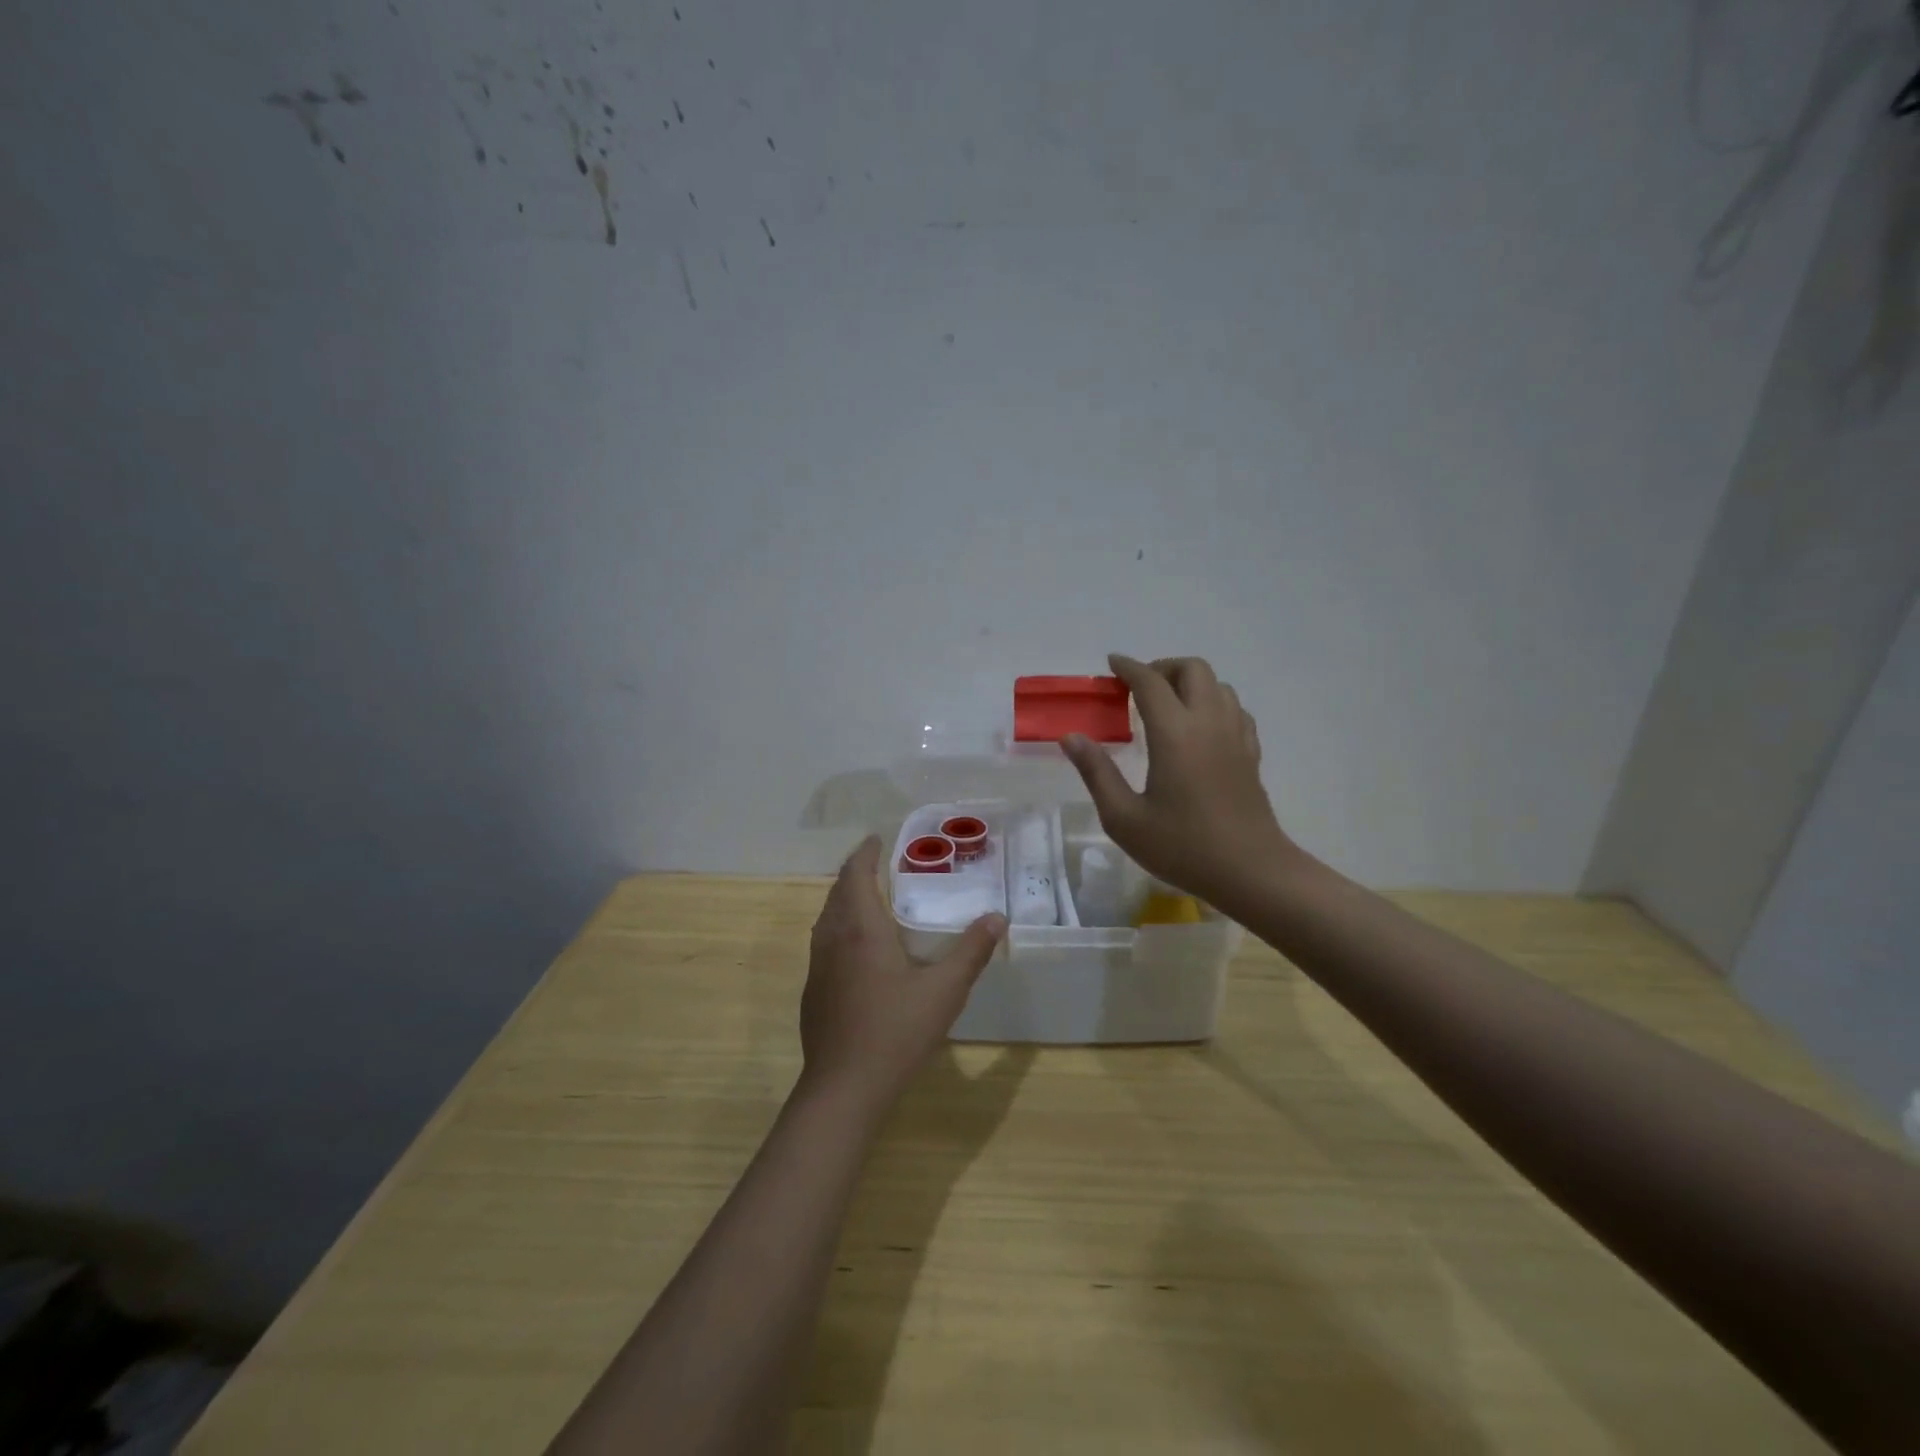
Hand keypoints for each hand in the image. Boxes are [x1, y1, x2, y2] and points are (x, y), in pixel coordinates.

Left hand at [799, 837, 1006, 1108]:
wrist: (843, 1088)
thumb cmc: (895, 1033)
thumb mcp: (944, 991)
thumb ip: (971, 952)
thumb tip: (996, 917)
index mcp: (861, 930)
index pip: (856, 875)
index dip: (865, 853)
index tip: (877, 839)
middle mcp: (833, 939)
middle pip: (838, 892)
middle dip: (856, 873)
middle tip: (881, 865)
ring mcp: (818, 966)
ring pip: (827, 918)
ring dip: (845, 900)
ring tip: (870, 900)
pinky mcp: (813, 991)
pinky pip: (824, 942)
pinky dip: (839, 927)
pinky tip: (859, 950)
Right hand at [1061, 654, 1300, 912]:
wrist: (1251, 872)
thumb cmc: (1182, 846)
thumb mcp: (1124, 818)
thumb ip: (1096, 772)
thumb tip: (1071, 737)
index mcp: (1174, 733)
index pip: (1150, 682)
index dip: (1128, 667)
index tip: (1111, 664)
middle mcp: (1208, 722)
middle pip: (1192, 669)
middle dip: (1162, 668)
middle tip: (1137, 688)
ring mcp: (1235, 736)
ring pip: (1218, 685)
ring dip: (1189, 683)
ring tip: (1166, 705)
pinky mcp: (1251, 753)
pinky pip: (1234, 709)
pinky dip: (1213, 703)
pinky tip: (1198, 728)